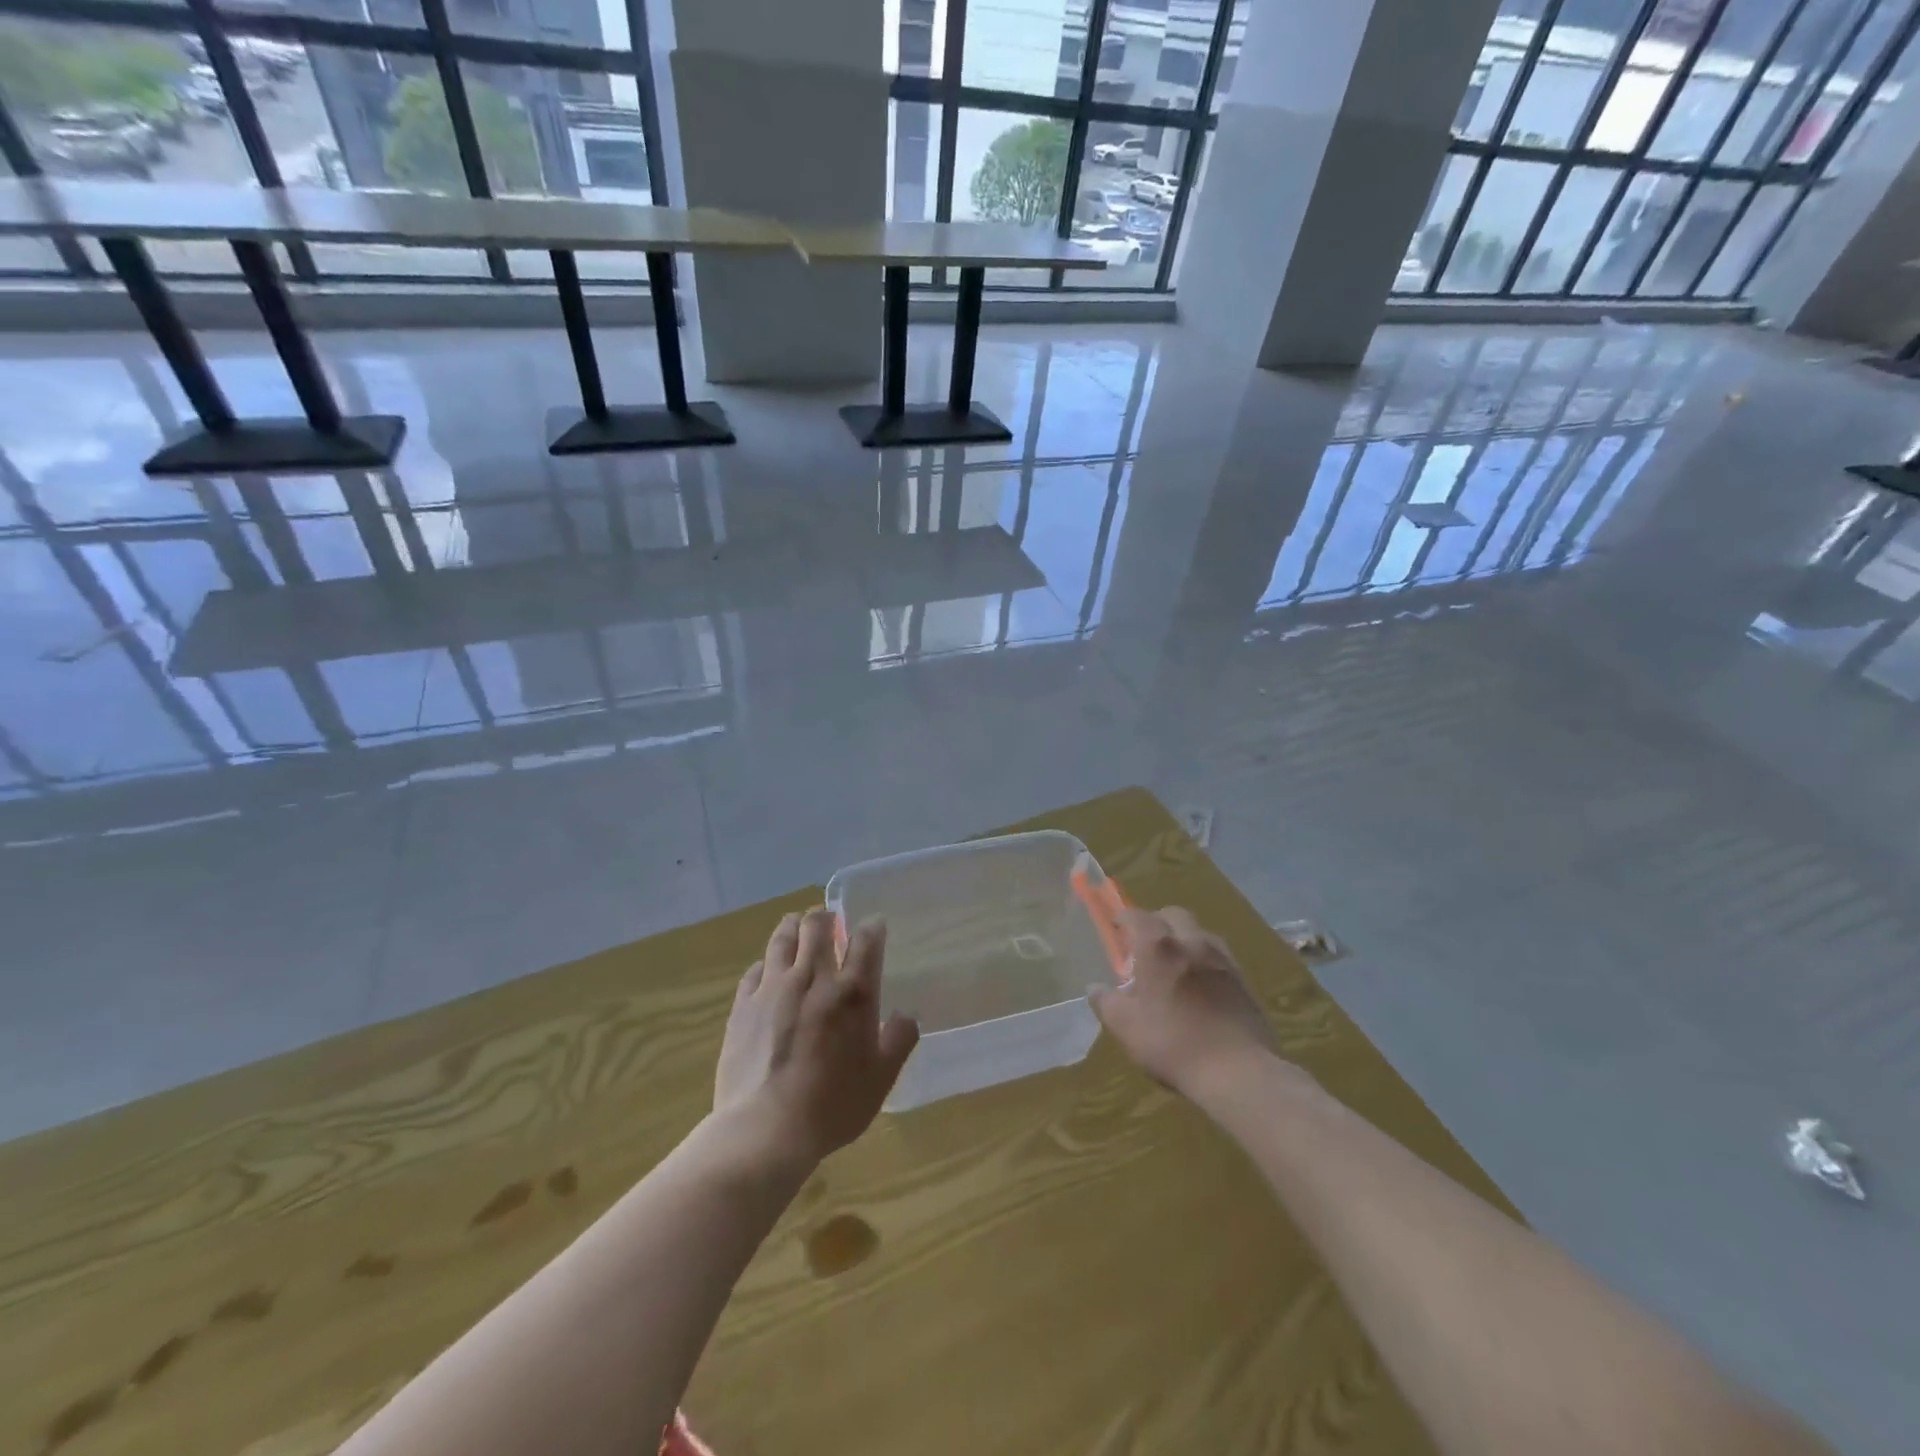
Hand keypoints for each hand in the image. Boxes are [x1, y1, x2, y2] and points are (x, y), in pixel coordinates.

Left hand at [715, 908, 919, 1167]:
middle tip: (830, 924)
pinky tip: (768, 972)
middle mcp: (813, 978)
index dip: (872, 926)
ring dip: (793, 926)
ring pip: (782, 937)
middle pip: (817, 925)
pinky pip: (755, 969)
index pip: (866, 940)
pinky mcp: (743, 1004)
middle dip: (826, 917)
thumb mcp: (881, 1078)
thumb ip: (899, 1040)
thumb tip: (906, 1016)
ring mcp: (773, 988)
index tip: (874, 925)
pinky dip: (766, 963)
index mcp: (852, 992)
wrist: (765, 1129)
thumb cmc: (832, 1106)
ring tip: (798, 928)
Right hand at [1089, 907, 1278, 1099]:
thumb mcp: (1125, 1027)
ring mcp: (1222, 959)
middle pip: (1173, 915)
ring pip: (1200, 933)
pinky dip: (1205, 961)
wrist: (1237, 1071)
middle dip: (1157, 922)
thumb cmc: (1172, 1043)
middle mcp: (1192, 941)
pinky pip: (1219, 957)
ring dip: (1184, 939)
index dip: (1124, 919)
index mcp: (1158, 946)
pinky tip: (1201, 988)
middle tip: (1145, 947)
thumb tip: (1095, 988)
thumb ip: (1106, 1002)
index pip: (1137, 916)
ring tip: (1175, 966)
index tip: (1116, 929)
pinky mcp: (1244, 980)